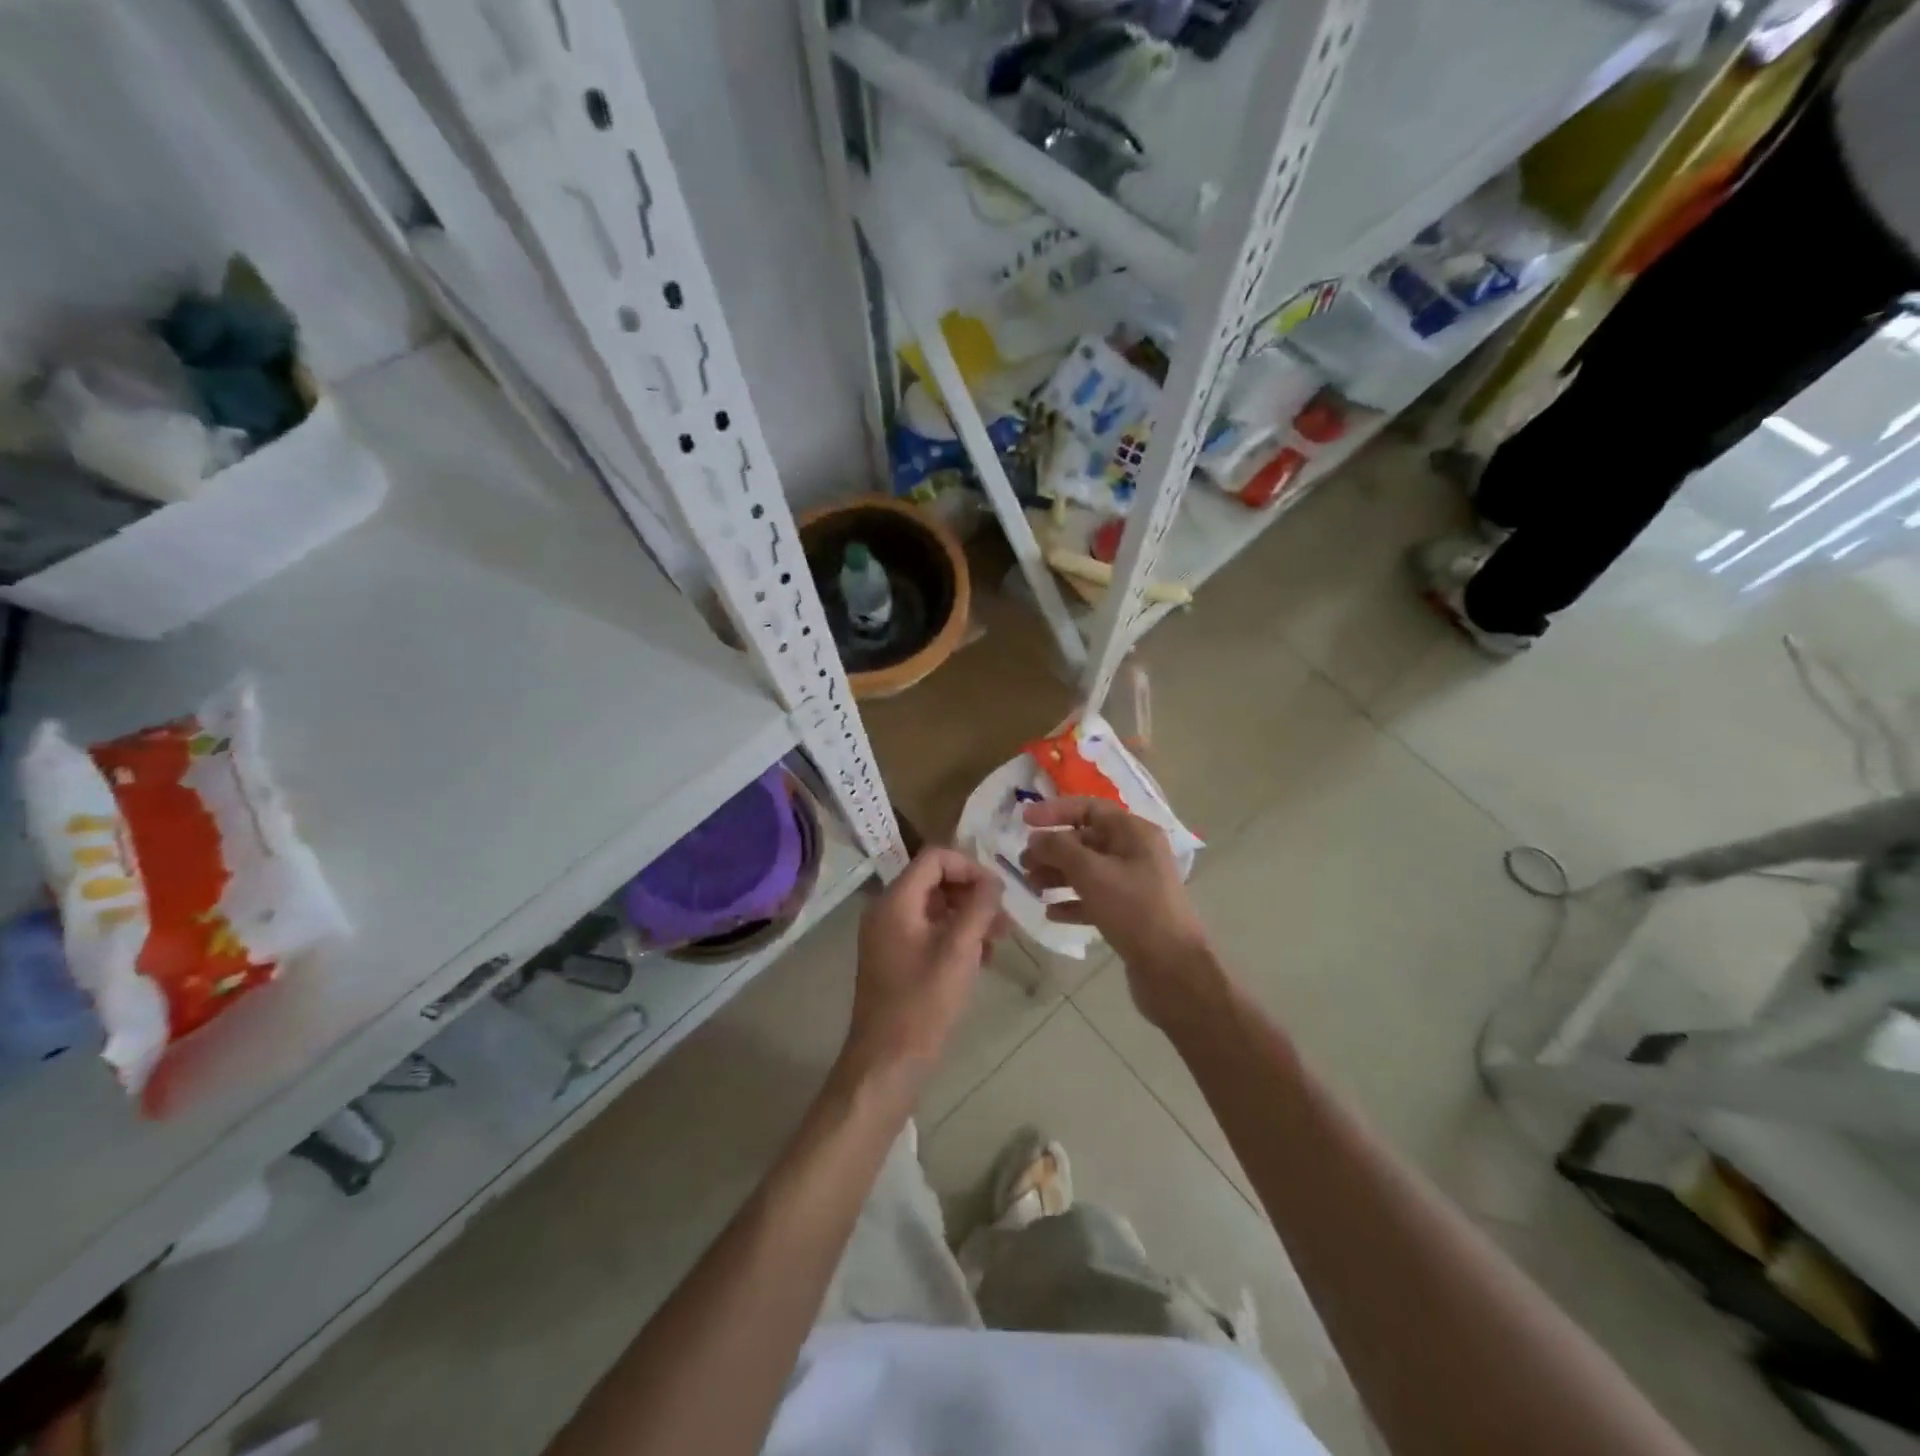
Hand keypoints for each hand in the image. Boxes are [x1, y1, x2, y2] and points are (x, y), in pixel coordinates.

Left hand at [842, 849, 1004, 1089]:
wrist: (888, 1061)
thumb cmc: (924, 1002)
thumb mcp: (959, 949)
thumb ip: (978, 907)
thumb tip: (993, 881)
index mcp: (895, 901)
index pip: (935, 858)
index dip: (970, 867)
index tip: (998, 893)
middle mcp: (887, 910)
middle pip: (935, 880)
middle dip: (972, 894)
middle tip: (1004, 920)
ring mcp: (889, 935)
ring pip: (935, 907)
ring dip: (968, 917)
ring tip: (998, 941)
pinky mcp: (896, 957)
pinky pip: (929, 930)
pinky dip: (955, 936)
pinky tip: (980, 959)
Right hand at [1021, 798, 1219, 1029]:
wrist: (1172, 969)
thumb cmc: (1133, 909)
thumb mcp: (1092, 873)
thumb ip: (1059, 849)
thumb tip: (1037, 837)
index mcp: (1134, 833)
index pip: (1089, 808)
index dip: (1054, 811)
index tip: (1024, 821)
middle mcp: (1136, 852)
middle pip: (1086, 840)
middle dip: (1053, 849)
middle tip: (1024, 863)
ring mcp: (1134, 884)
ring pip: (1088, 870)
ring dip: (1058, 876)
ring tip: (1033, 887)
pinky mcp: (1130, 913)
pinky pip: (1095, 898)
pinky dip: (1072, 902)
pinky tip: (1052, 912)